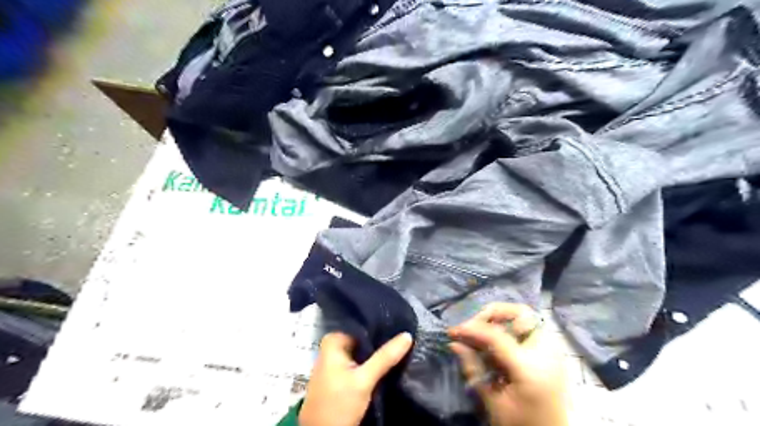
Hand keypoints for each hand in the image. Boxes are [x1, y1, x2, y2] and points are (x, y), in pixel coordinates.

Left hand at [299, 333, 413, 425]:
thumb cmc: (338, 404)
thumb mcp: (364, 380)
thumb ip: (385, 357)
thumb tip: (407, 335)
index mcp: (332, 341)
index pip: (362, 327)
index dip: (380, 328)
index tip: (399, 328)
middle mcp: (331, 347)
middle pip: (362, 340)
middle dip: (380, 342)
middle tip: (402, 339)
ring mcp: (335, 363)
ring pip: (361, 352)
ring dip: (376, 354)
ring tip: (398, 349)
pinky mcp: (339, 376)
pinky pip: (358, 363)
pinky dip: (370, 364)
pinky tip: (385, 364)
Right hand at [446, 303, 566, 425]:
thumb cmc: (522, 425)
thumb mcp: (493, 403)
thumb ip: (474, 369)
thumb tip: (454, 343)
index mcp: (530, 368)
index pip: (496, 335)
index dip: (472, 329)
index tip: (453, 331)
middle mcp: (546, 352)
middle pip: (521, 313)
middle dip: (493, 313)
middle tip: (475, 325)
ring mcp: (553, 351)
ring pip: (527, 318)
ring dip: (502, 320)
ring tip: (483, 333)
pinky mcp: (552, 353)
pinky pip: (530, 329)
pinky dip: (511, 329)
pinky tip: (497, 343)